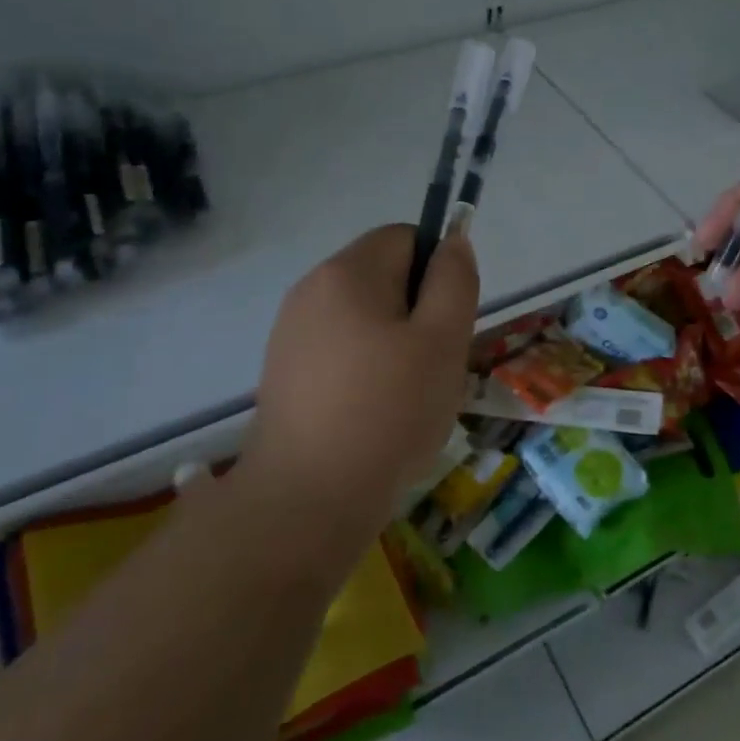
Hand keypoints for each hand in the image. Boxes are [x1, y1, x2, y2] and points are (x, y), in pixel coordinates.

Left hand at [248, 224, 478, 544]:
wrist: (306, 502)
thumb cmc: (388, 412)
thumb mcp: (444, 340)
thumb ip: (455, 280)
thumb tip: (453, 241)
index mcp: (347, 272)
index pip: (407, 238)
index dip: (436, 273)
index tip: (445, 326)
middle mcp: (311, 290)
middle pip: (385, 278)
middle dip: (417, 313)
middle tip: (431, 368)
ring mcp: (291, 333)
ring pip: (366, 319)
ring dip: (395, 347)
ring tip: (405, 399)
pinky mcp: (284, 373)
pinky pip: (341, 352)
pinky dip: (365, 372)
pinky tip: (372, 418)